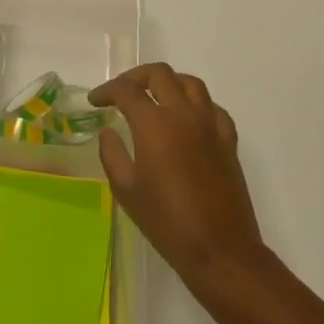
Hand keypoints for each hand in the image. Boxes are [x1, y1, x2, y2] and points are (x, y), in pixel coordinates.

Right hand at [91, 63, 266, 302]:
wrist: (219, 249)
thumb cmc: (166, 221)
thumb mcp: (126, 190)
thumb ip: (112, 154)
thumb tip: (108, 132)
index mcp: (155, 124)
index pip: (126, 91)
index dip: (107, 91)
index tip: (95, 101)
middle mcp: (184, 114)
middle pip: (160, 74)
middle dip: (136, 77)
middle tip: (122, 93)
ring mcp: (210, 125)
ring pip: (191, 83)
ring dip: (169, 83)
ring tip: (155, 96)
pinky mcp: (228, 141)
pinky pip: (213, 108)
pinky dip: (196, 105)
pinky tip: (188, 119)